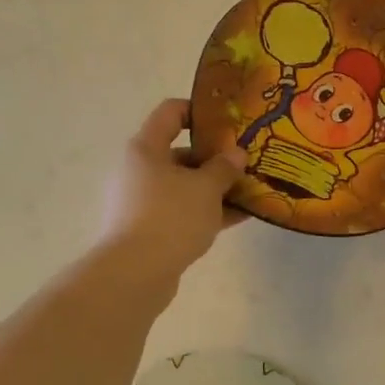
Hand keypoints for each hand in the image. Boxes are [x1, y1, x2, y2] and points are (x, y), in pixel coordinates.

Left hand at [99, 99, 246, 279]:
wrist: (135, 274)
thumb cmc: (170, 216)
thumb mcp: (206, 188)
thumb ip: (224, 167)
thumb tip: (236, 153)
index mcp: (146, 148)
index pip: (170, 112)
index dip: (198, 111)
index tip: (228, 121)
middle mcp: (138, 170)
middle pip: (179, 153)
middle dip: (215, 158)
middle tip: (246, 163)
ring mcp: (141, 202)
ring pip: (183, 186)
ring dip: (214, 188)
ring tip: (249, 191)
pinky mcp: (147, 230)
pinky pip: (181, 212)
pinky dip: (206, 212)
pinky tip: (238, 218)